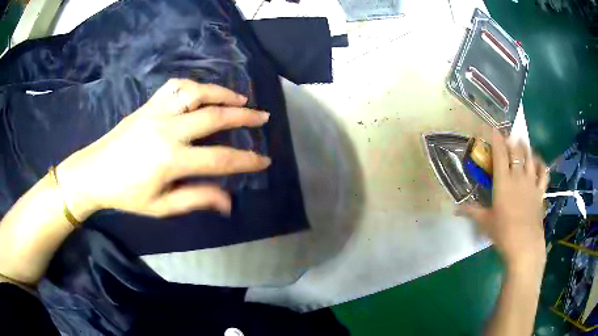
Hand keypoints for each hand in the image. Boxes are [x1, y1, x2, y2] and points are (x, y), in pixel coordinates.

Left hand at [56, 79, 270, 218]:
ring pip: (197, 93)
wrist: (95, 172)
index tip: (265, 160)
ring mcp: (157, 112)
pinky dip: (193, 85)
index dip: (246, 160)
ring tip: (240, 99)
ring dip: (223, 94)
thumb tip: (229, 201)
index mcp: (171, 160)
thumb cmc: (127, 194)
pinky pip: (174, 86)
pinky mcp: (148, 104)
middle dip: (245, 117)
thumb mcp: (161, 207)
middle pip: (215, 117)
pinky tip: (202, 92)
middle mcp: (168, 130)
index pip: (220, 159)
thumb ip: (196, 199)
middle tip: (263, 117)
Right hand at [460, 129, 548, 272]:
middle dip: (511, 140)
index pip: (499, 153)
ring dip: (525, 147)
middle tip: (508, 137)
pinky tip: (537, 162)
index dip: (496, 139)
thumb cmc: (503, 233)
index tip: (494, 128)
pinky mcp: (540, 191)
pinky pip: (543, 172)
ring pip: (530, 157)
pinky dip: (540, 164)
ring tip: (521, 143)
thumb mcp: (485, 222)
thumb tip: (455, 209)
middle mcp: (518, 176)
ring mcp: (531, 182)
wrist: (525, 245)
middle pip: (516, 151)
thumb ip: (472, 211)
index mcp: (503, 181)